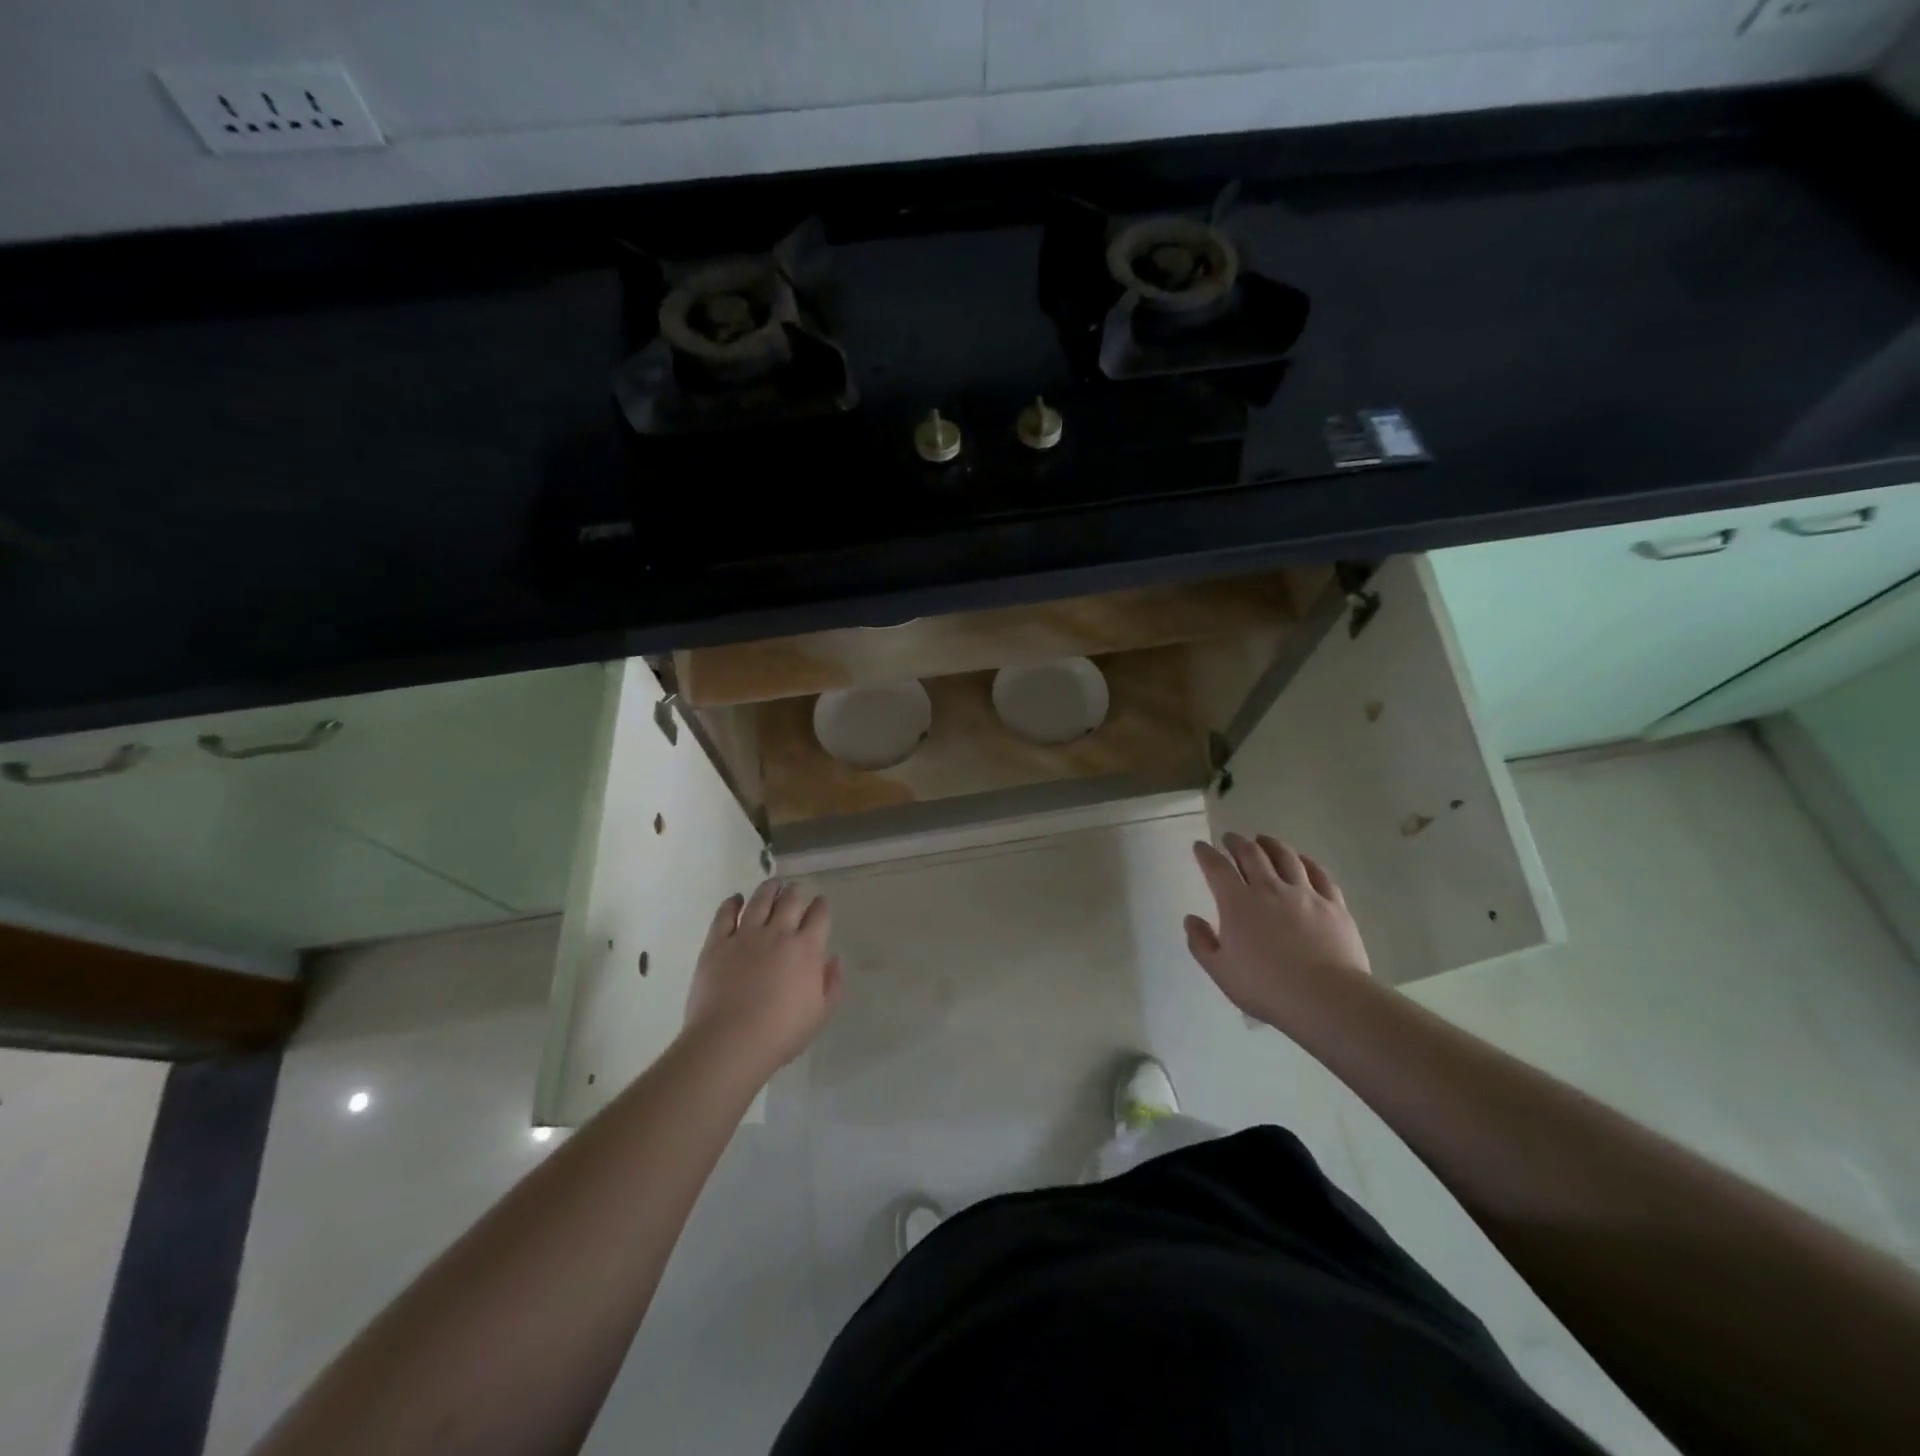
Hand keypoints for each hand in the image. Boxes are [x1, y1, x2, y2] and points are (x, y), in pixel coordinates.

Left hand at [683, 878, 841, 1078]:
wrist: (730, 1042)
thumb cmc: (780, 1034)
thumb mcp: (820, 1014)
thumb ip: (832, 984)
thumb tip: (833, 959)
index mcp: (807, 948)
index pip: (819, 915)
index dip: (821, 905)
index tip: (821, 903)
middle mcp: (778, 933)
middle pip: (790, 900)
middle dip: (796, 891)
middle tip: (796, 889)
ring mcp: (745, 935)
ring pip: (760, 900)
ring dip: (769, 889)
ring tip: (773, 884)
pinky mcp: (717, 944)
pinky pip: (725, 915)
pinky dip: (732, 903)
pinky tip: (736, 899)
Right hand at [1185, 832, 1370, 1027]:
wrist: (1326, 998)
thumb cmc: (1266, 988)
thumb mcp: (1221, 971)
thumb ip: (1201, 943)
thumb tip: (1191, 919)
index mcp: (1237, 903)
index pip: (1217, 868)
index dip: (1206, 854)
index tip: (1200, 846)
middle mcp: (1269, 888)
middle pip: (1251, 854)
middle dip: (1237, 842)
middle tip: (1230, 838)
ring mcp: (1304, 894)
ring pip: (1285, 857)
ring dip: (1271, 844)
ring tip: (1263, 839)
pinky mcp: (1333, 904)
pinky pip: (1320, 874)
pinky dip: (1307, 862)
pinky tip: (1303, 860)